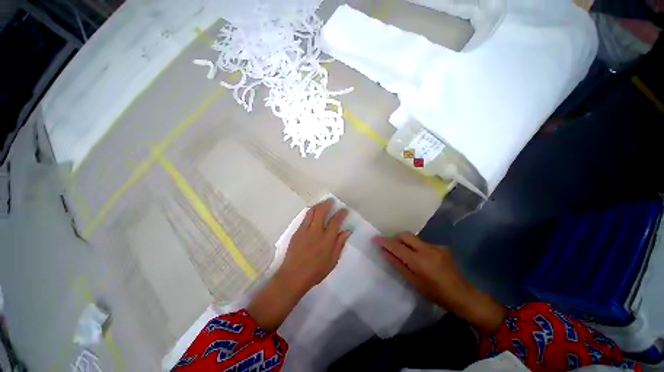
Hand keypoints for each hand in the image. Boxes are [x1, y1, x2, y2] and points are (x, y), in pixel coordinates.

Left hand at [277, 198, 349, 293]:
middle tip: (331, 200)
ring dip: (318, 205)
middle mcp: (316, 231)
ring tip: (322, 203)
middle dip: (327, 204)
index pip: (335, 221)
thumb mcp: (332, 261)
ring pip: (312, 212)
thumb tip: (346, 231)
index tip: (344, 210)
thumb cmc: (315, 271)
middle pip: (321, 212)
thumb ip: (339, 244)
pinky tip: (313, 212)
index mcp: (326, 240)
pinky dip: (310, 212)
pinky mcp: (297, 232)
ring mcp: (305, 230)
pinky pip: (305, 218)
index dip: (341, 213)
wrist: (293, 276)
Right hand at [374, 233, 505, 332]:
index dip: (384, 241)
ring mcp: (436, 246)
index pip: (397, 246)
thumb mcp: (413, 282)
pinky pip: (423, 242)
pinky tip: (421, 258)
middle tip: (390, 246)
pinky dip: (416, 247)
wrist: (463, 295)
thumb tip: (384, 252)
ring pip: (414, 238)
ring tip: (405, 254)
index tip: (374, 238)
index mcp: (419, 261)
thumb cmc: (435, 294)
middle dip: (395, 238)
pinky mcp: (442, 246)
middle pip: (405, 235)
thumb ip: (398, 264)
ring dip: (406, 243)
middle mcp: (427, 249)